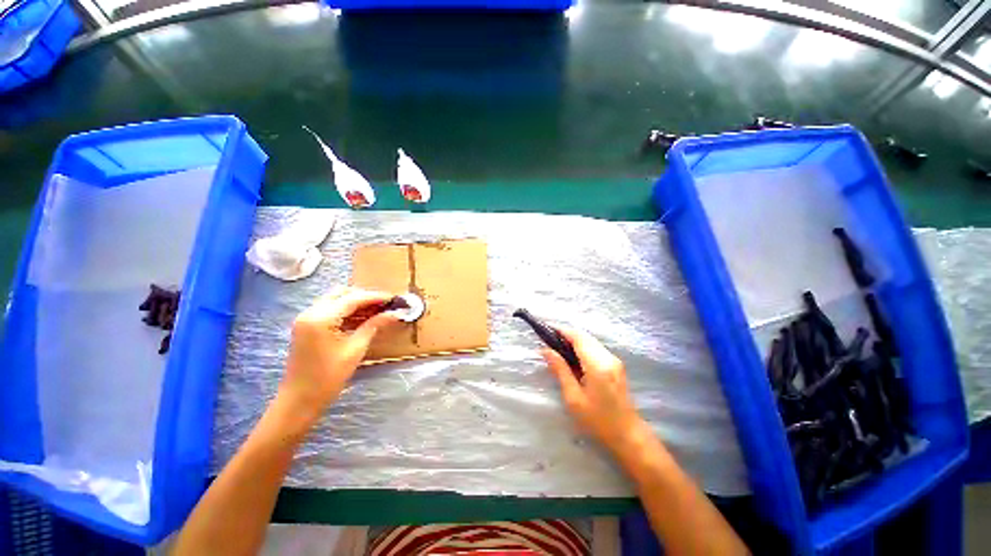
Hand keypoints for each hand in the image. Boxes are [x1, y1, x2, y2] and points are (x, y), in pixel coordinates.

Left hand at [279, 287, 400, 422]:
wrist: (299, 400)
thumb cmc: (328, 377)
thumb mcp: (355, 350)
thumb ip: (374, 326)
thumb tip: (395, 314)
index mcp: (321, 318)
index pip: (353, 298)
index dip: (376, 297)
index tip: (394, 299)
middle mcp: (311, 312)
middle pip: (342, 293)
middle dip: (366, 296)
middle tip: (386, 304)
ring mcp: (306, 318)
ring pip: (336, 300)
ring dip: (357, 302)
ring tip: (378, 310)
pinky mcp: (307, 326)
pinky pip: (330, 310)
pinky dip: (347, 310)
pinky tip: (363, 318)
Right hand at [541, 326, 648, 455]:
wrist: (628, 435)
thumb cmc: (598, 420)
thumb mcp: (573, 397)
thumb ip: (560, 370)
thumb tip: (545, 350)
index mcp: (597, 365)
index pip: (578, 337)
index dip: (562, 331)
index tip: (546, 331)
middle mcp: (608, 357)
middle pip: (585, 336)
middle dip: (567, 335)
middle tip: (550, 344)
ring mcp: (614, 360)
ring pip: (591, 341)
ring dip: (574, 341)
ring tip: (559, 351)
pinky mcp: (616, 365)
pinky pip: (596, 348)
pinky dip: (583, 348)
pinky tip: (574, 360)